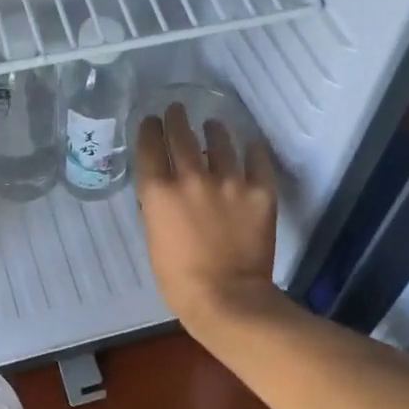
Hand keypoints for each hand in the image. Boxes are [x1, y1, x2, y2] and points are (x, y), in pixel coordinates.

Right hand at [134, 103, 280, 329]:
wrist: (227, 298)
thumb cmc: (179, 279)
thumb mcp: (154, 239)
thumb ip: (157, 208)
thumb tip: (163, 189)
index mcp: (159, 192)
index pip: (150, 146)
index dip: (149, 129)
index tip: (151, 121)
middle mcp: (191, 177)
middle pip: (181, 135)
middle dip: (176, 118)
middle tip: (176, 109)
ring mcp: (229, 181)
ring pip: (220, 141)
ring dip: (213, 130)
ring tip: (213, 125)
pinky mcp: (259, 191)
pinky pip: (257, 160)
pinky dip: (252, 150)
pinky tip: (250, 144)